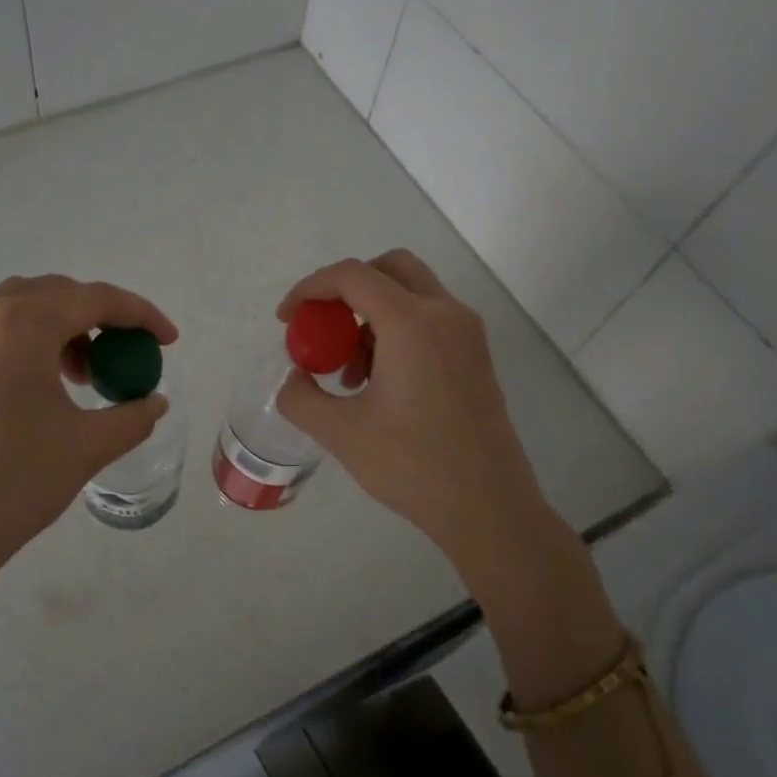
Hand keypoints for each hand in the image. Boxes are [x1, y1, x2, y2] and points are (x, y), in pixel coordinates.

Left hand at [0, 275, 176, 699]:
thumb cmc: (13, 483)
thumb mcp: (87, 446)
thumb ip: (133, 415)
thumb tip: (155, 402)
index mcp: (20, 323)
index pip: (94, 299)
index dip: (140, 315)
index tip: (167, 340)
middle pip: (57, 295)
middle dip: (100, 320)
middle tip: (124, 359)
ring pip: (22, 308)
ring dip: (63, 329)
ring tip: (82, 377)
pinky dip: (28, 342)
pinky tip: (41, 384)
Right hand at [275, 251, 556, 577]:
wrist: (488, 507)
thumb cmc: (413, 466)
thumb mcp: (341, 433)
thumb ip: (301, 397)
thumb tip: (295, 378)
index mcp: (412, 323)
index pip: (352, 276)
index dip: (310, 289)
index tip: (288, 321)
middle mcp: (445, 314)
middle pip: (389, 269)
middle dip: (346, 290)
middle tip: (322, 329)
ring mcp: (467, 334)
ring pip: (410, 294)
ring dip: (370, 316)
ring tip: (347, 374)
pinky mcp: (475, 356)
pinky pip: (429, 321)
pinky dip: (396, 332)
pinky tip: (379, 384)